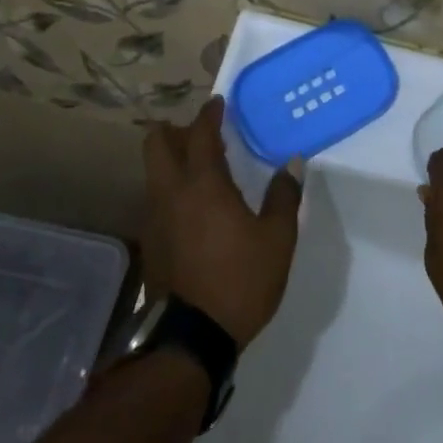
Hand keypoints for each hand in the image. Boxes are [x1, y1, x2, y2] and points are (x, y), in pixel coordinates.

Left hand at [142, 97, 302, 347]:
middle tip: (198, 132)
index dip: (209, 115)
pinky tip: (191, 208)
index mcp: (203, 185)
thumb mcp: (277, 239)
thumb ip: (284, 196)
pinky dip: (169, 189)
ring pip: (153, 173)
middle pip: (156, 145)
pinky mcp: (150, 244)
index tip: (218, 104)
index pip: (200, 135)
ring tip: (197, 168)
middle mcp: (171, 193)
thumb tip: (292, 163)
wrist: (192, 339)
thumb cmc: (241, 280)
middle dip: (173, 130)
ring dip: (169, 160)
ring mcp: (155, 219)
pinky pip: (155, 200)